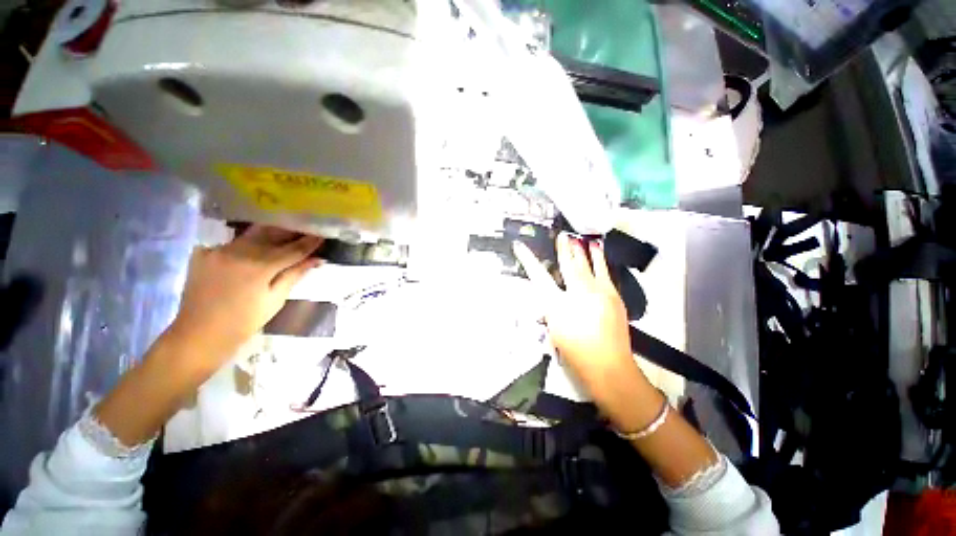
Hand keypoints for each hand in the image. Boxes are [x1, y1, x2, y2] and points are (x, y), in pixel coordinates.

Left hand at [168, 225, 323, 366]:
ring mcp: (218, 250)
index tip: (322, 235)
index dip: (309, 242)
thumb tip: (316, 259)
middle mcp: (238, 251)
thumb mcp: (276, 299)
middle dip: (291, 231)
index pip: (293, 249)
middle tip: (306, 231)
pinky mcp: (203, 253)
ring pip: (251, 235)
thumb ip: (295, 274)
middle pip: (271, 233)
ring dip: (270, 235)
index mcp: (260, 266)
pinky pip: (232, 243)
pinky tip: (253, 250)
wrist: (199, 334)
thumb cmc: (244, 321)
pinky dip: (246, 244)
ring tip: (284, 236)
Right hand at [514, 233, 656, 426]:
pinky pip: (604, 272)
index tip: (520, 246)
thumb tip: (552, 296)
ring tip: (580, 238)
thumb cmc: (575, 353)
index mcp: (557, 303)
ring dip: (583, 250)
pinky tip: (598, 251)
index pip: (538, 276)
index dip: (527, 260)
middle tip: (562, 235)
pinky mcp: (613, 295)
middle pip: (568, 265)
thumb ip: (551, 310)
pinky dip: (600, 260)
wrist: (609, 367)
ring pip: (588, 265)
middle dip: (563, 248)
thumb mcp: (554, 330)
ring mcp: (598, 292)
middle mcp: (576, 293)